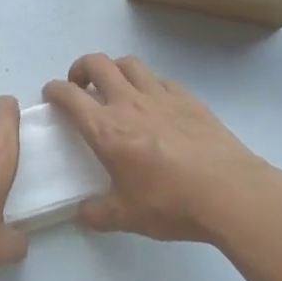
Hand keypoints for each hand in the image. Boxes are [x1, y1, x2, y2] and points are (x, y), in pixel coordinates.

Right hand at [44, 54, 279, 242]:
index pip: (69, 96)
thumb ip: (96, 214)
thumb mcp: (125, 217)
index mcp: (106, 129)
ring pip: (129, 63)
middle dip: (80, 68)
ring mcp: (161, 96)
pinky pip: (161, 80)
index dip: (54, 90)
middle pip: (97, 64)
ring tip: (115, 87)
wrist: (230, 192)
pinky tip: (155, 103)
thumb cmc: (171, 203)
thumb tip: (81, 213)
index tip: (51, 95)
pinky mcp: (189, 99)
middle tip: (80, 86)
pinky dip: (149, 84)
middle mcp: (129, 103)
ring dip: (114, 69)